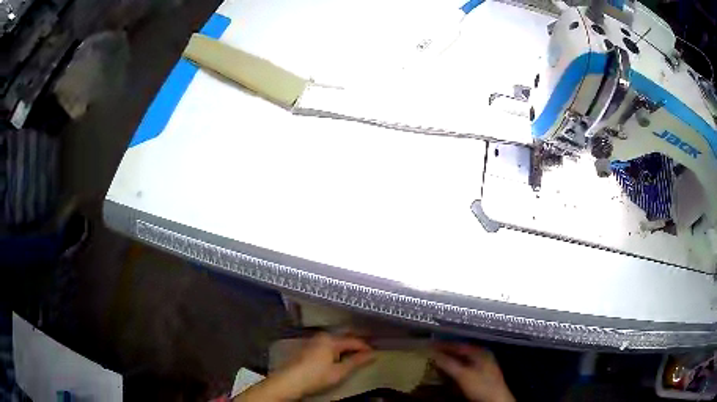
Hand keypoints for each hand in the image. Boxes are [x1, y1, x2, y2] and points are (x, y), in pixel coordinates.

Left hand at [236, 333, 374, 400]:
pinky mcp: (307, 347)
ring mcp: (313, 341)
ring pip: (335, 341)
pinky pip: (327, 344)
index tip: (375, 354)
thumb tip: (373, 354)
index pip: (354, 341)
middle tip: (368, 352)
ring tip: (355, 355)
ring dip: (346, 347)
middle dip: (356, 344)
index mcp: (331, 340)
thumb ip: (357, 361)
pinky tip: (339, 356)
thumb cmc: (316, 376)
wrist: (289, 381)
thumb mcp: (339, 371)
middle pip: (344, 338)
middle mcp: (322, 336)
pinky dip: (336, 349)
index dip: (366, 348)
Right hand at [433, 343, 514, 401]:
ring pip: (462, 360)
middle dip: (445, 353)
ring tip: (434, 362)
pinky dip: (454, 369)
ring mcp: (482, 366)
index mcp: (480, 352)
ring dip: (449, 361)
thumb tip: (432, 353)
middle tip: (429, 354)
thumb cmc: (481, 386)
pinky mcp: (480, 376)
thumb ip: (448, 363)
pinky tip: (447, 373)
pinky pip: (464, 368)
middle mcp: (482, 355)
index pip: (458, 345)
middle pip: (460, 352)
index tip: (427, 345)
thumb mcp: (463, 375)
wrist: (496, 400)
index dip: (442, 345)